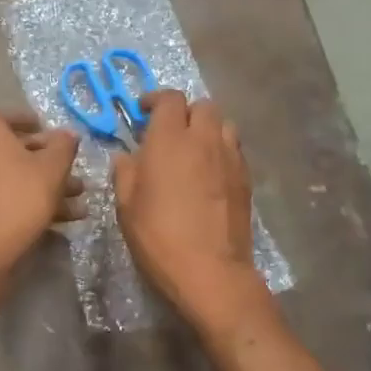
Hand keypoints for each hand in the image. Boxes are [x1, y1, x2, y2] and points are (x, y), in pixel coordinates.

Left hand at [0, 111, 83, 268]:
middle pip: (14, 151)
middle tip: (74, 172)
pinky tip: (61, 222)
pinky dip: (28, 203)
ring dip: (45, 187)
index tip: (54, 134)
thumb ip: (64, 145)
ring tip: (78, 202)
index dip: (33, 124)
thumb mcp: (53, 167)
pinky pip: (3, 197)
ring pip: (12, 178)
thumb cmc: (22, 196)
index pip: (9, 118)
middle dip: (49, 163)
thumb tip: (67, 134)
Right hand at [112, 90, 269, 331]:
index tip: (142, 113)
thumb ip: (125, 172)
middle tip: (168, 133)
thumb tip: (127, 156)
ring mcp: (230, 158)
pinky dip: (221, 150)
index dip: (155, 100)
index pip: (169, 99)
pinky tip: (209, 173)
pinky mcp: (246, 178)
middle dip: (184, 112)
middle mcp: (204, 139)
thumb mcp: (126, 205)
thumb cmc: (159, 236)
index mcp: (170, 140)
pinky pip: (234, 149)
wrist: (210, 270)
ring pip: (223, 124)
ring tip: (193, 150)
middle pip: (202, 105)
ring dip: (207, 129)